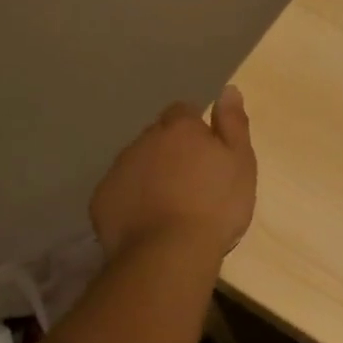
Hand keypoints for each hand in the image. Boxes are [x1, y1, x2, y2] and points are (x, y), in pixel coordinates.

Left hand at [90, 86, 256, 259]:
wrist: (169, 253)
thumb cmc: (216, 205)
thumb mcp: (240, 162)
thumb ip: (233, 124)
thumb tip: (228, 89)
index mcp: (180, 128)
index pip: (183, 111)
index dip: (194, 128)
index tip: (206, 152)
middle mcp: (144, 140)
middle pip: (157, 137)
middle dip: (170, 151)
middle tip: (190, 181)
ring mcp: (118, 169)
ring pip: (136, 163)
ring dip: (149, 174)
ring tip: (168, 205)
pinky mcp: (101, 200)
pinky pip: (118, 191)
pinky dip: (131, 200)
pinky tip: (145, 221)